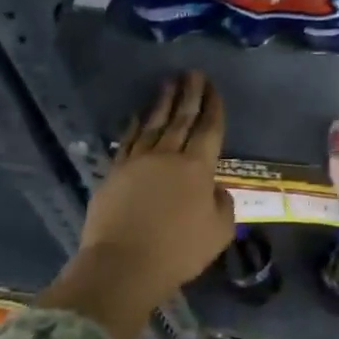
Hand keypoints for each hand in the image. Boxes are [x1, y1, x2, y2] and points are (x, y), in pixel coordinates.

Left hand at [43, 73, 235, 338]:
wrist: (124, 265)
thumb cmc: (179, 251)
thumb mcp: (219, 233)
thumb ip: (223, 205)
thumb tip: (215, 190)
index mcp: (198, 168)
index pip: (209, 130)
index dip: (213, 108)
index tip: (213, 89)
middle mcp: (168, 156)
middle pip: (181, 119)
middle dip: (189, 95)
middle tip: (193, 74)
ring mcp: (138, 161)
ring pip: (154, 124)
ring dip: (163, 103)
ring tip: (169, 83)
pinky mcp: (115, 172)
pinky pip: (128, 140)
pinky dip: (136, 124)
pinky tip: (139, 115)